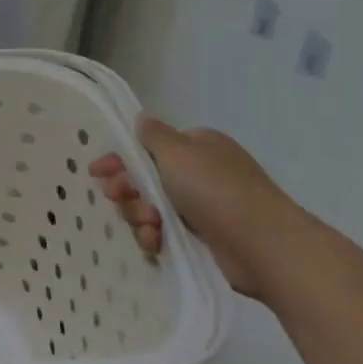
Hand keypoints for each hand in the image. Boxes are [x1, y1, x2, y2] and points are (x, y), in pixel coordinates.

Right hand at [89, 117, 305, 298]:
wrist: (264, 246)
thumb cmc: (217, 190)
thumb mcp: (178, 152)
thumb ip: (153, 135)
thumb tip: (142, 118)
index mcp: (197, 147)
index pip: (148, 148)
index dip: (120, 158)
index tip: (98, 172)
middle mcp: (199, 173)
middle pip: (144, 179)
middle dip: (127, 189)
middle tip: (118, 196)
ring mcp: (202, 206)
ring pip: (150, 207)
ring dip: (139, 215)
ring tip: (149, 224)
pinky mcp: (202, 238)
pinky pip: (164, 232)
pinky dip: (154, 236)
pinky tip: (155, 242)